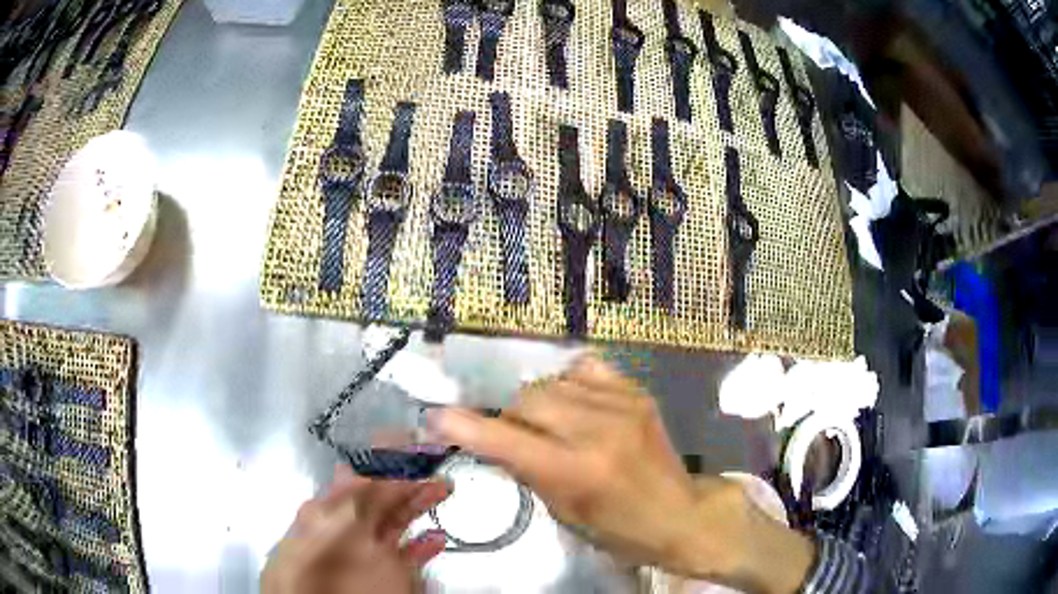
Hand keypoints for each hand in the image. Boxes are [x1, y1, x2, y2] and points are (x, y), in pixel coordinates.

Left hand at [261, 464, 449, 593]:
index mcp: (330, 511)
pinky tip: (437, 538)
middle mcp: (350, 528)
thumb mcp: (337, 525)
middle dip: (408, 475)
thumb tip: (370, 463)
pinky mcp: (388, 574)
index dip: (387, 455)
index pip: (362, 475)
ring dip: (420, 503)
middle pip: (382, 495)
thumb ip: (355, 495)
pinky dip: (425, 545)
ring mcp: (370, 552)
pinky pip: (409, 554)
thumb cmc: (320, 567)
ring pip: (397, 520)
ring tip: (443, 487)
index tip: (411, 438)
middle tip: (433, 456)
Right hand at [429, 355, 814, 593]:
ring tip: (551, 424)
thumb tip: (493, 437)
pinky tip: (576, 403)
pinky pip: (584, 367)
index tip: (435, 417)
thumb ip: (526, 468)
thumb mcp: (562, 510)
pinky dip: (569, 383)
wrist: (679, 513)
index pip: (505, 440)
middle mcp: (597, 430)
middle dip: (510, 417)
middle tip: (518, 437)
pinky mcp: (636, 391)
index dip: (464, 426)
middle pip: (526, 399)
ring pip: (550, 381)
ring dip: (538, 403)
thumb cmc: (617, 528)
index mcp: (576, 471)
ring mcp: (621, 404)